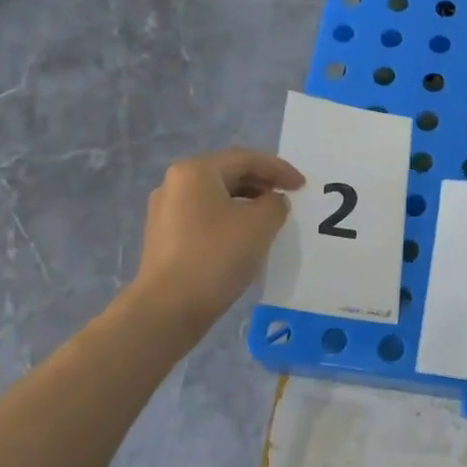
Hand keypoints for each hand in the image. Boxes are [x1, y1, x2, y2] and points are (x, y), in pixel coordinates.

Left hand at [132, 148, 303, 328]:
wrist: (169, 307)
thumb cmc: (216, 256)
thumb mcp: (260, 225)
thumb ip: (275, 204)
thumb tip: (272, 202)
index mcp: (195, 171)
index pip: (245, 159)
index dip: (278, 169)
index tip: (302, 185)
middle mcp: (175, 183)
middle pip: (227, 174)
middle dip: (261, 184)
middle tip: (287, 198)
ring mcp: (165, 211)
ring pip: (215, 197)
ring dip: (246, 203)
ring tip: (270, 220)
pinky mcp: (164, 237)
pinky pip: (204, 217)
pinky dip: (228, 220)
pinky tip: (243, 239)